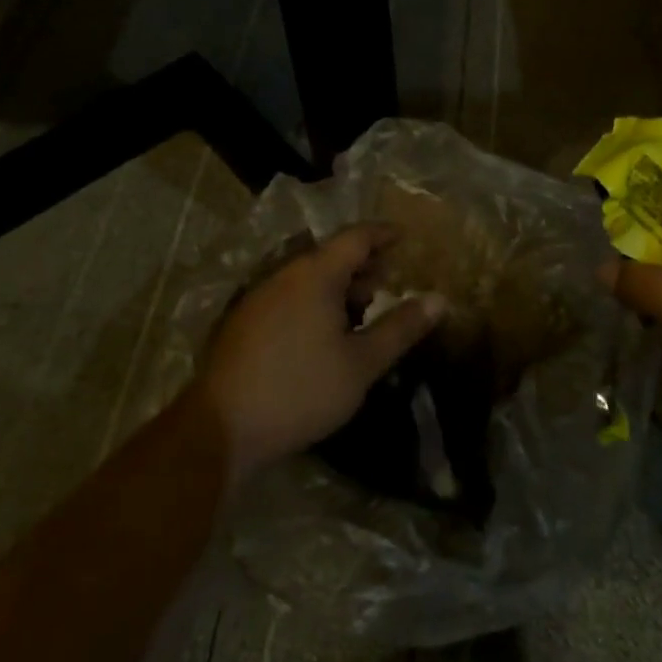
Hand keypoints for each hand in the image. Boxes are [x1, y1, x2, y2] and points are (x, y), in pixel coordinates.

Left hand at [193, 224, 445, 480]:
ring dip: (339, 286)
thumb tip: (439, 299)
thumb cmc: (302, 389)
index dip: (384, 234)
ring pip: (308, 278)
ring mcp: (260, 297)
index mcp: (315, 275)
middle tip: (390, 282)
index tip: (406, 239)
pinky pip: (289, 296)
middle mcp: (285, 275)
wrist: (223, 427)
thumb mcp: (362, 363)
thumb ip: (400, 327)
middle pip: (331, 255)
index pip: (356, 237)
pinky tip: (325, 334)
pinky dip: (315, 301)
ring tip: (363, 311)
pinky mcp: (245, 322)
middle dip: (364, 264)